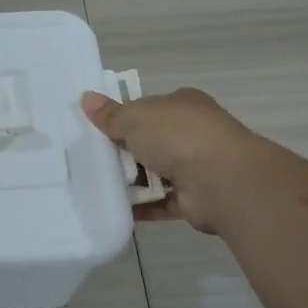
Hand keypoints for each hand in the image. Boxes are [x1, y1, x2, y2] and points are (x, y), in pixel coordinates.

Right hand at [81, 88, 261, 232]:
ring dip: (133, 181)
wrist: (221, 180)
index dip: (125, 117)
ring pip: (157, 173)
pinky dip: (143, 207)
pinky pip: (162, 202)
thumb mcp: (134, 118)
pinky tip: (117, 209)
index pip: (150, 108)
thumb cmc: (177, 136)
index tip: (99, 129)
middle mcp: (194, 133)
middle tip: (92, 159)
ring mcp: (197, 166)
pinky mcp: (196, 198)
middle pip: (152, 141)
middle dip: (125, 151)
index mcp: (184, 105)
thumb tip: (86, 98)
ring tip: (98, 185)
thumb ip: (110, 114)